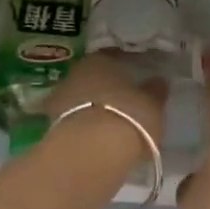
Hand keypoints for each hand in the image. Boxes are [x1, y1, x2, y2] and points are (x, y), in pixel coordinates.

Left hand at [42, 51, 167, 165]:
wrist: (90, 152)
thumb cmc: (129, 117)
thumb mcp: (152, 105)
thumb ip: (155, 91)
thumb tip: (158, 81)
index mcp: (101, 59)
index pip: (115, 56)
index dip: (127, 67)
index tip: (137, 78)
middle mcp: (77, 72)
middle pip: (94, 77)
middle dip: (107, 87)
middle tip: (124, 100)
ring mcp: (60, 98)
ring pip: (82, 98)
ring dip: (94, 106)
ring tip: (111, 122)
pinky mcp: (52, 124)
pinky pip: (75, 120)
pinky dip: (85, 125)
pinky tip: (96, 137)